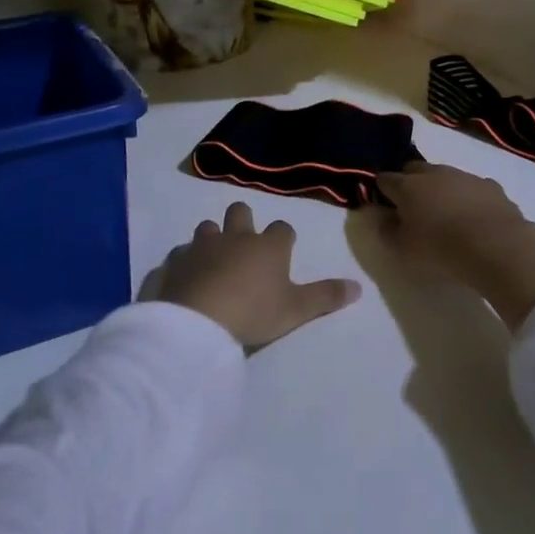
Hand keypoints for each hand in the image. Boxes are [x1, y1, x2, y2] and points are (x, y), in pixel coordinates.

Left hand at [148, 202, 361, 349]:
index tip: (283, 249)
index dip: (283, 238)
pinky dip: (185, 261)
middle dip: (243, 220)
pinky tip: (186, 276)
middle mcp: (235, 237)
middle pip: (240, 212)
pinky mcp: (175, 262)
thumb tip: (359, 286)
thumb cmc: (254, 312)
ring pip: (207, 227)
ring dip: (211, 238)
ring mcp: (202, 246)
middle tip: (245, 242)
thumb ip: (326, 297)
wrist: (199, 321)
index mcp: (268, 246)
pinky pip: (180, 254)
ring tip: (213, 259)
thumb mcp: (296, 310)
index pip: (282, 229)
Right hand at [375, 162, 534, 331]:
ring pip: (444, 175)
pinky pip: (472, 187)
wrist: (498, 247)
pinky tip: (474, 217)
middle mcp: (434, 173)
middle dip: (409, 182)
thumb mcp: (403, 250)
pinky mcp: (491, 186)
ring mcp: (464, 176)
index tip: (383, 204)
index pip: (385, 179)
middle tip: (412, 207)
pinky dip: (468, 197)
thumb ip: (386, 231)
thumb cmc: (441, 249)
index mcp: (408, 186)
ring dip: (440, 188)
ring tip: (445, 214)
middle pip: (413, 169)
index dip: (381, 190)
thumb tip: (381, 216)